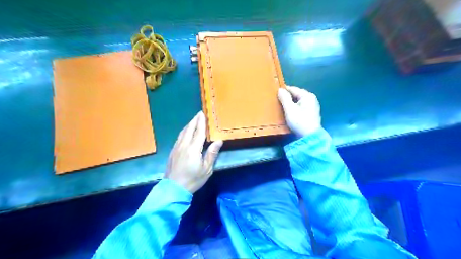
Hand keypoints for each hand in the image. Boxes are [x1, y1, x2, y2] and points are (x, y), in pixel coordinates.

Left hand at [165, 111, 224, 194]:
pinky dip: (183, 131)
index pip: (199, 132)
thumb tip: (219, 141)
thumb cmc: (193, 179)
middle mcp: (184, 145)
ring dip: (188, 125)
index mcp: (193, 148)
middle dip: (194, 120)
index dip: (201, 122)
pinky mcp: (172, 152)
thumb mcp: (206, 169)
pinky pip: (179, 137)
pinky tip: (185, 132)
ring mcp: (176, 148)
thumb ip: (212, 153)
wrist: (173, 189)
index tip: (203, 114)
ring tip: (193, 121)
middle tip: (199, 114)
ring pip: (182, 132)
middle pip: (189, 129)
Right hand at [277, 85, 320, 136]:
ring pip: (298, 101)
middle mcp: (311, 99)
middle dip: (287, 97)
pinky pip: (300, 107)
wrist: (310, 137)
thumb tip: (280, 89)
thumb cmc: (299, 121)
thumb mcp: (290, 109)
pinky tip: (289, 112)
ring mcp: (312, 106)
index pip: (293, 89)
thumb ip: (285, 98)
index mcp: (307, 96)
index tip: (274, 93)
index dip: (284, 90)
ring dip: (290, 103)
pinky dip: (294, 108)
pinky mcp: (311, 114)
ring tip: (281, 106)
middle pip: (296, 95)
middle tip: (277, 100)